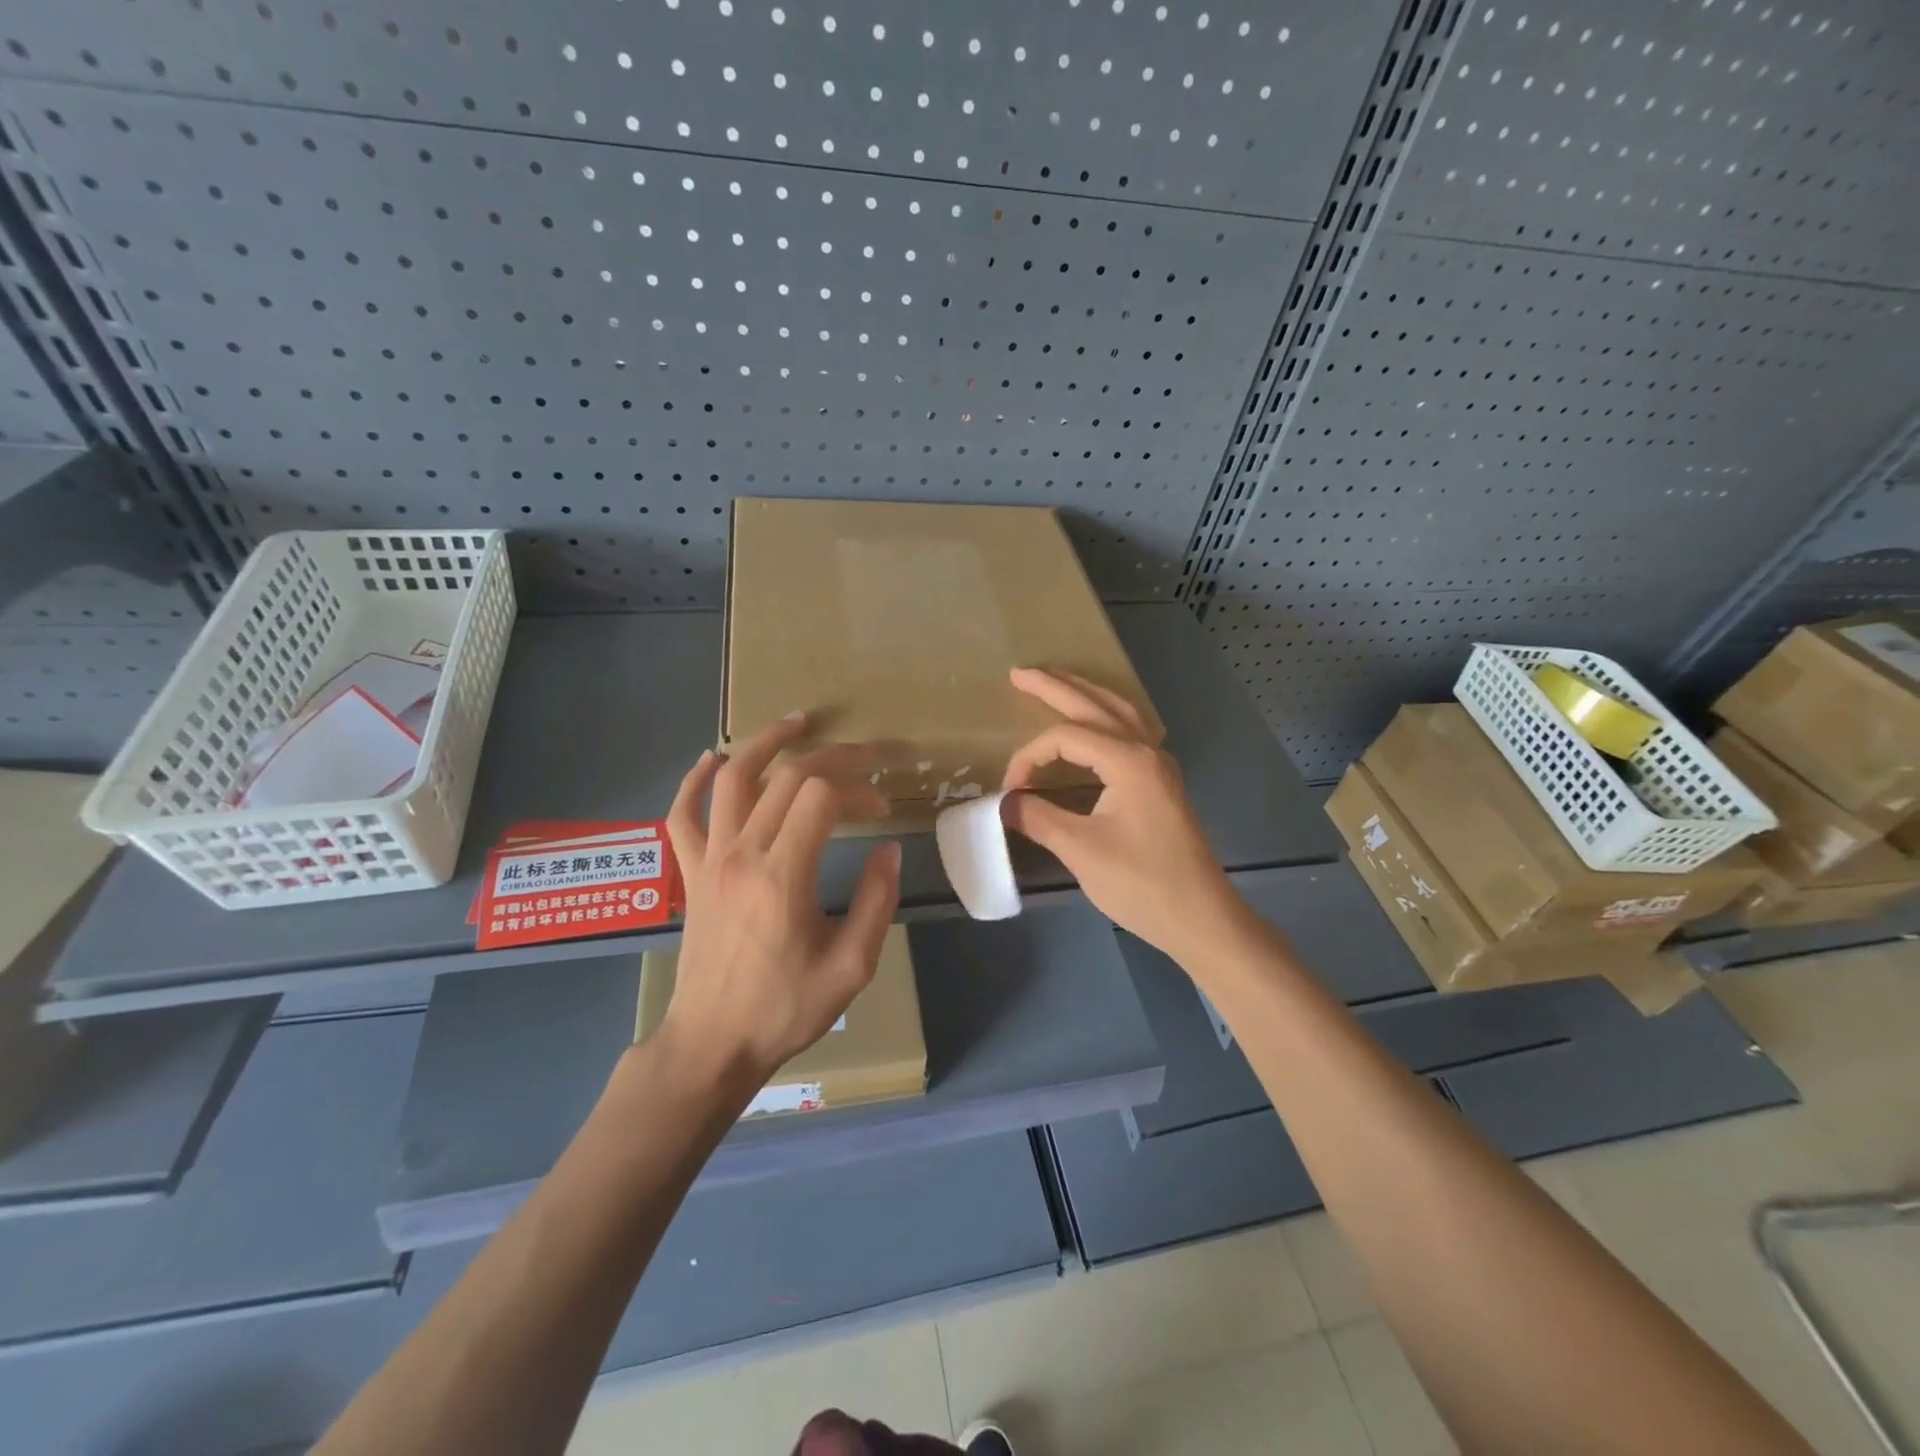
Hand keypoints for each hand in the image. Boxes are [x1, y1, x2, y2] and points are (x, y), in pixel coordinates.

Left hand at [660, 714, 901, 1090]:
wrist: (712, 1044)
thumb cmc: (784, 1009)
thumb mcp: (850, 966)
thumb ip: (875, 902)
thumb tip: (887, 849)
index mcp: (782, 876)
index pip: (822, 798)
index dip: (860, 789)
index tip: (883, 807)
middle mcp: (742, 854)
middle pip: (787, 778)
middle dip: (833, 758)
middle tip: (866, 757)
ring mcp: (709, 859)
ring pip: (733, 780)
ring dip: (766, 743)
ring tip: (798, 722)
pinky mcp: (691, 872)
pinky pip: (682, 815)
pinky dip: (694, 781)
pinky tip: (710, 759)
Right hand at [1001, 669, 1239, 960]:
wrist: (1201, 918)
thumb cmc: (1142, 884)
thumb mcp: (1081, 850)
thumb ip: (1038, 817)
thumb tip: (1005, 802)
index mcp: (1128, 760)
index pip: (1065, 737)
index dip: (1028, 757)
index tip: (1010, 792)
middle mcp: (1147, 750)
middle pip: (1095, 705)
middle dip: (1055, 686)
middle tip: (1018, 673)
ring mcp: (1159, 765)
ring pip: (1119, 712)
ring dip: (1084, 694)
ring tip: (1055, 682)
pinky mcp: (1161, 782)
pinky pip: (1130, 731)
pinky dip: (1105, 717)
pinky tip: (1095, 724)